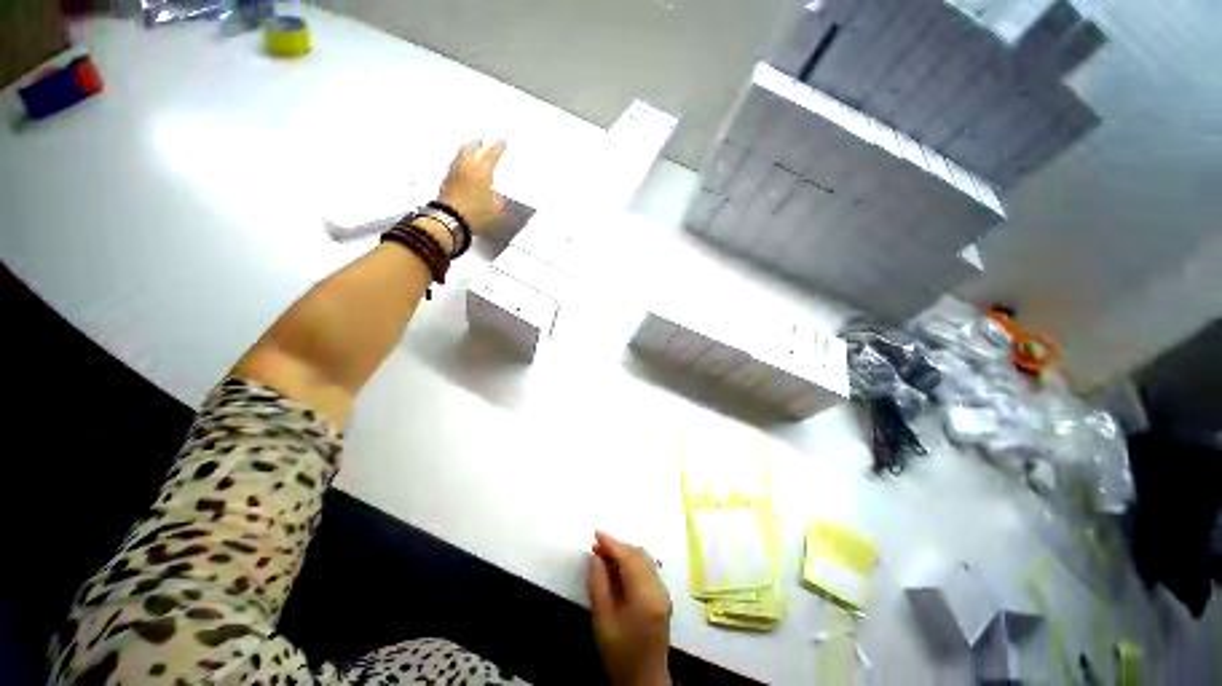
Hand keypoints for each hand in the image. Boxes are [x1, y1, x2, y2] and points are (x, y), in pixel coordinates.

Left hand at [439, 140, 506, 233]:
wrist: (451, 219)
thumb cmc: (476, 213)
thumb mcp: (495, 209)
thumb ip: (497, 200)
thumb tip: (497, 196)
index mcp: (482, 171)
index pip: (492, 155)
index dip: (498, 147)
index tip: (503, 141)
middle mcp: (467, 167)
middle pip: (471, 149)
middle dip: (477, 144)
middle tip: (481, 142)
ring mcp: (454, 173)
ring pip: (461, 156)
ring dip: (467, 152)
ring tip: (471, 152)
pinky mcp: (446, 181)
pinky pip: (455, 167)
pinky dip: (460, 164)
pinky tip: (463, 169)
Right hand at [588, 532, 671, 685]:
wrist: (644, 681)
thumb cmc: (619, 653)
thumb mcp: (602, 621)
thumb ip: (598, 584)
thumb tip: (595, 557)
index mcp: (645, 596)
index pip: (628, 559)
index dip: (612, 543)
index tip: (596, 534)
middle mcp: (658, 588)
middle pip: (639, 555)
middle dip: (618, 547)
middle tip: (597, 547)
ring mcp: (663, 592)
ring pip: (645, 559)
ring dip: (626, 553)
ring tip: (605, 556)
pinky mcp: (663, 596)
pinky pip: (648, 568)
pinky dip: (633, 562)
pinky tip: (619, 568)